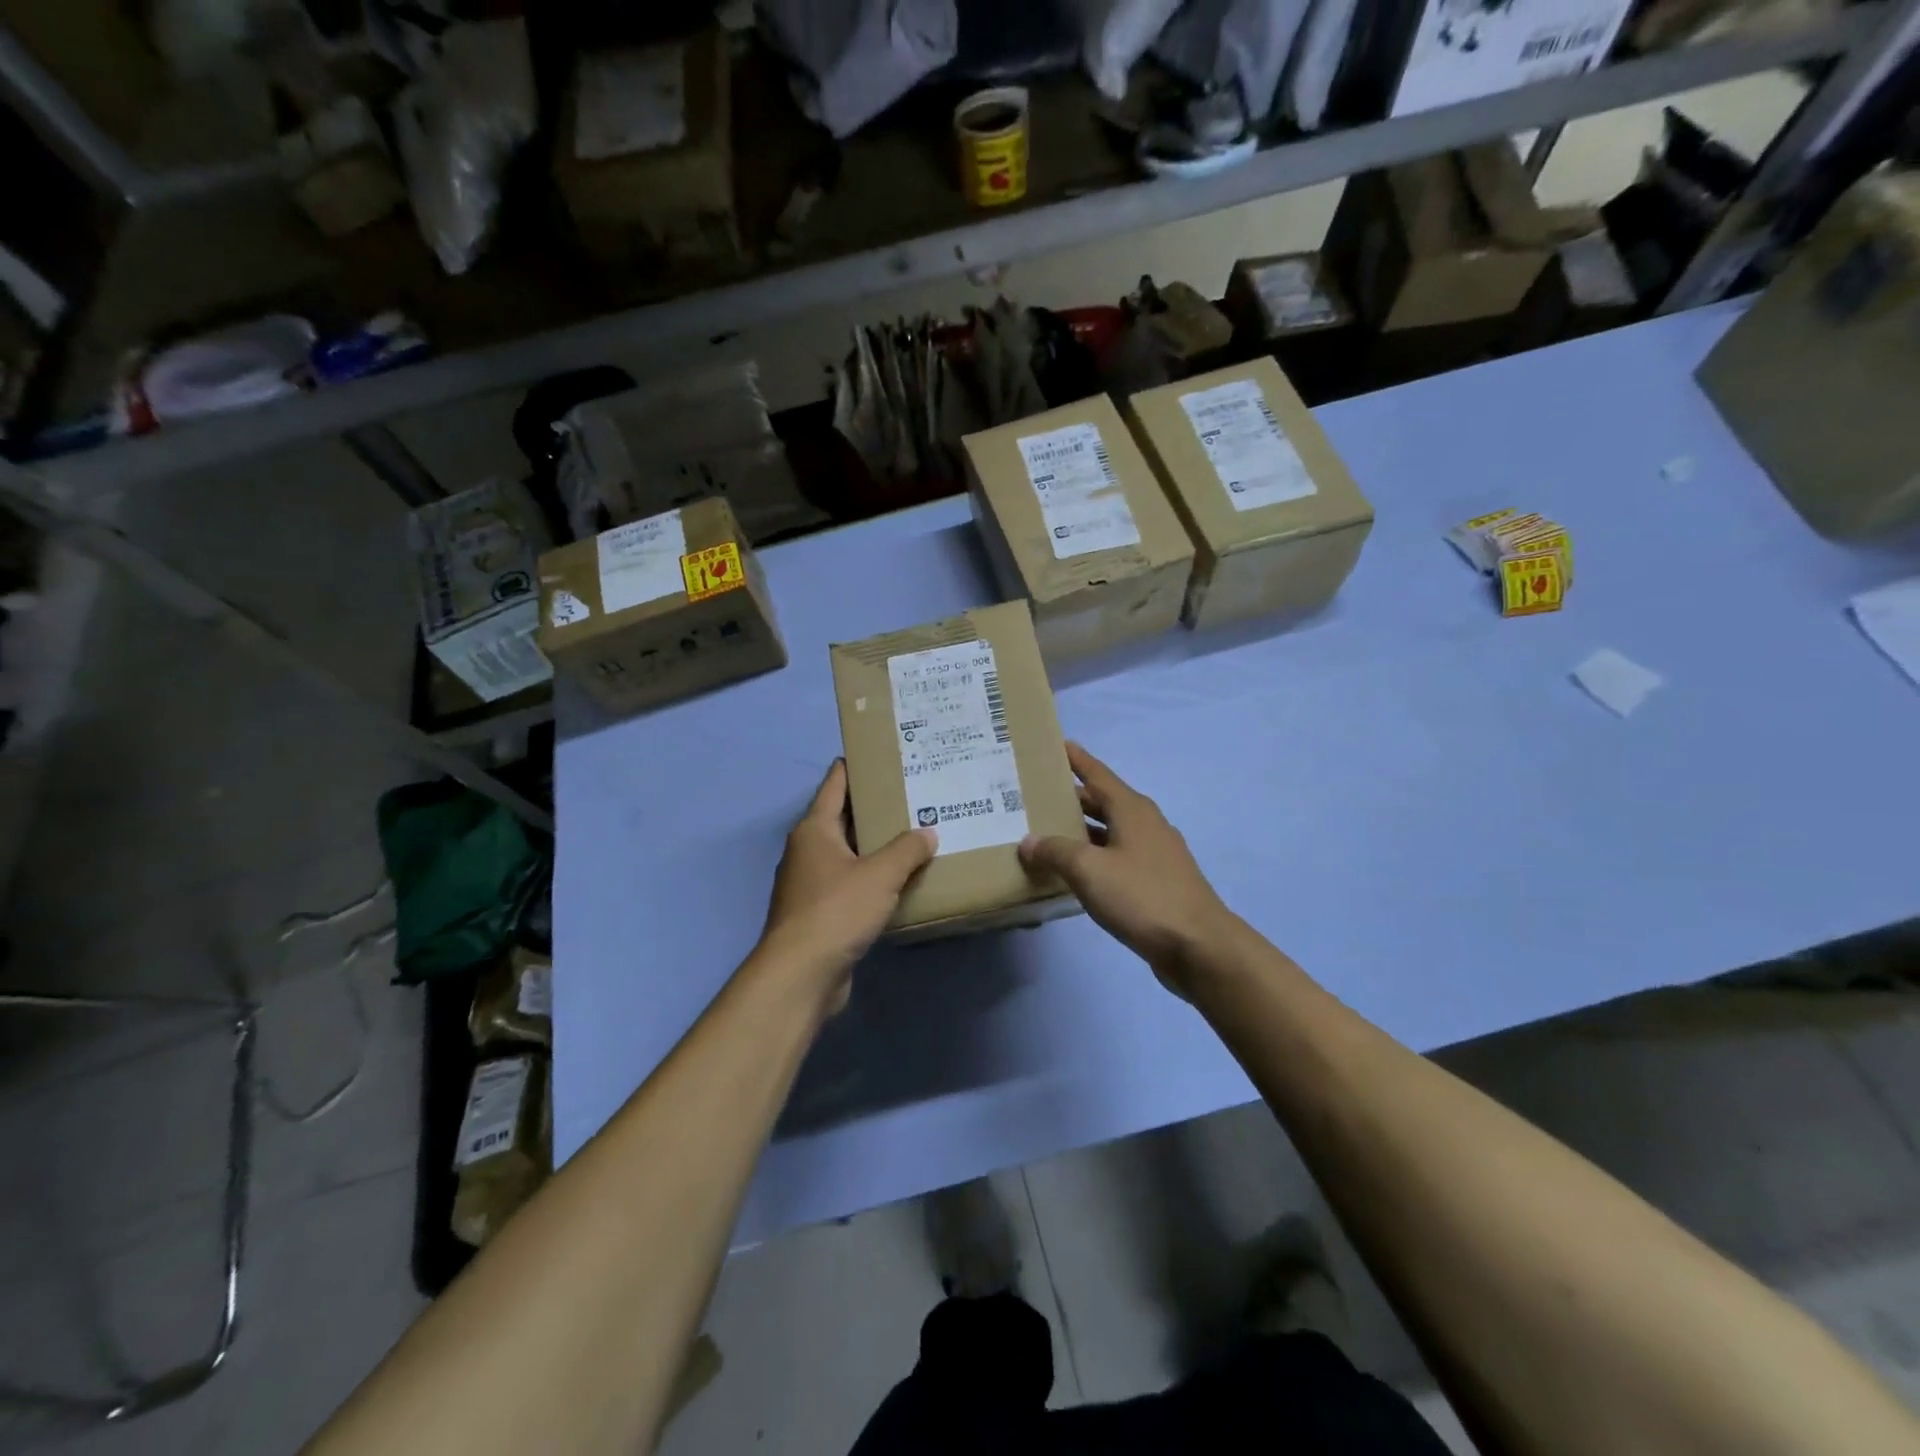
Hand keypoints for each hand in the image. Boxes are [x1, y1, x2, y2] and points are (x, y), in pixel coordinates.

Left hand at [756, 760, 936, 1012]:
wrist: (801, 974)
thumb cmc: (836, 911)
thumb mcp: (880, 875)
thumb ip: (907, 850)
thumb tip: (928, 833)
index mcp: (815, 829)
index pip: (835, 783)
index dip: (856, 766)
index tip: (884, 754)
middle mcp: (808, 850)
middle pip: (843, 817)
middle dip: (875, 808)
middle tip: (913, 795)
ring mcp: (810, 883)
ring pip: (848, 853)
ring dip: (875, 846)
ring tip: (914, 834)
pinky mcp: (819, 912)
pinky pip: (850, 883)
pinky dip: (871, 878)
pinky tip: (900, 881)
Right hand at [1018, 743, 1237, 995]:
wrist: (1198, 946)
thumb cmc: (1142, 896)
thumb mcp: (1089, 870)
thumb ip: (1055, 852)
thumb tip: (1029, 841)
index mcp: (1131, 809)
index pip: (1097, 773)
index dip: (1076, 759)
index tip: (1057, 744)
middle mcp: (1145, 824)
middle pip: (1102, 801)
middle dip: (1071, 797)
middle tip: (1035, 796)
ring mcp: (1154, 853)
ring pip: (1110, 831)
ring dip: (1081, 830)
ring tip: (1046, 833)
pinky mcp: (1157, 880)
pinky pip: (1118, 857)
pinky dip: (1095, 857)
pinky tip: (1075, 872)